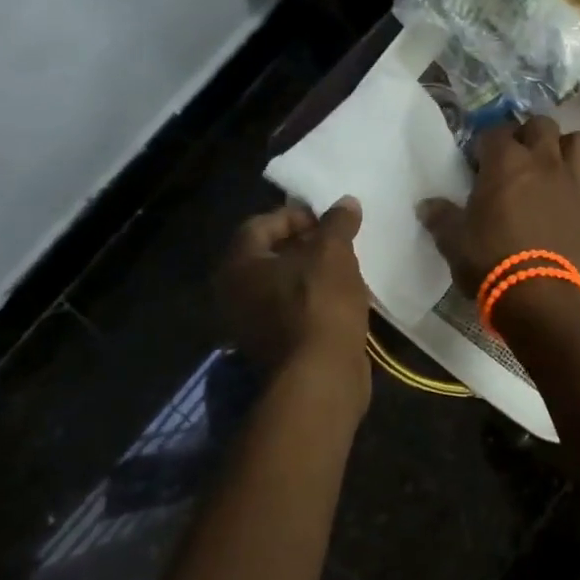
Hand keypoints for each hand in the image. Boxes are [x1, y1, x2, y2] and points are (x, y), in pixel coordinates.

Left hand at [217, 199, 370, 380]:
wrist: (321, 377)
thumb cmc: (319, 304)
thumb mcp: (333, 253)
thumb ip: (337, 224)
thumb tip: (346, 202)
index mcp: (238, 266)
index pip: (260, 224)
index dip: (294, 215)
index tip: (327, 220)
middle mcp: (234, 294)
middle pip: (268, 255)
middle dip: (304, 244)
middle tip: (337, 240)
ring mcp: (250, 324)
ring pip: (281, 285)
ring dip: (310, 272)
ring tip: (344, 266)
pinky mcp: (272, 346)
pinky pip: (290, 310)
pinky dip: (312, 299)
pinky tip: (342, 297)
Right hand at [417, 116, 579, 301]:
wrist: (538, 295)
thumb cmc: (490, 261)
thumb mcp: (453, 240)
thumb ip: (440, 217)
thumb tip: (426, 206)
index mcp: (505, 162)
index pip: (494, 132)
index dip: (484, 144)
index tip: (477, 163)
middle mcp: (543, 161)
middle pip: (542, 124)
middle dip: (528, 134)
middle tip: (516, 158)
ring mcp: (573, 182)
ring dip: (567, 148)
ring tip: (553, 166)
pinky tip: (578, 196)